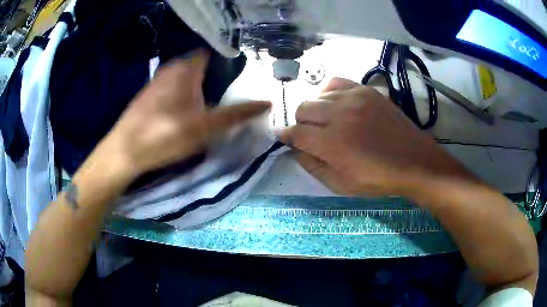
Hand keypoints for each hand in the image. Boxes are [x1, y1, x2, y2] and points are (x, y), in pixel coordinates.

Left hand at [98, 51, 269, 177]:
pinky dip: (182, 95)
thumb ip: (237, 114)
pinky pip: (172, 89)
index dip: (226, 61)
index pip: (211, 53)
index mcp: (186, 69)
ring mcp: (157, 82)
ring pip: (184, 78)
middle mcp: (171, 69)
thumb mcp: (206, 127)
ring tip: (209, 104)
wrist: (125, 151)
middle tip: (228, 92)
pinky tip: (183, 113)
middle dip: (214, 77)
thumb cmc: (165, 135)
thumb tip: (267, 103)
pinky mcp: (148, 96)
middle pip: (199, 66)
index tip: (240, 74)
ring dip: (197, 87)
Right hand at [278, 78, 471, 196]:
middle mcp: (339, 115)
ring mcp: (354, 98)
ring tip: (327, 121)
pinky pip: (336, 83)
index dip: (286, 137)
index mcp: (332, 143)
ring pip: (317, 96)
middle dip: (301, 124)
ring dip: (316, 110)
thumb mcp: (340, 185)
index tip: (286, 140)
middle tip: (312, 135)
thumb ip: (313, 166)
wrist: (413, 161)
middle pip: (302, 109)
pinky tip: (336, 105)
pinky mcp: (366, 90)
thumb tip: (296, 149)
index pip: (295, 133)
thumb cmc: (378, 178)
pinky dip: (329, 93)